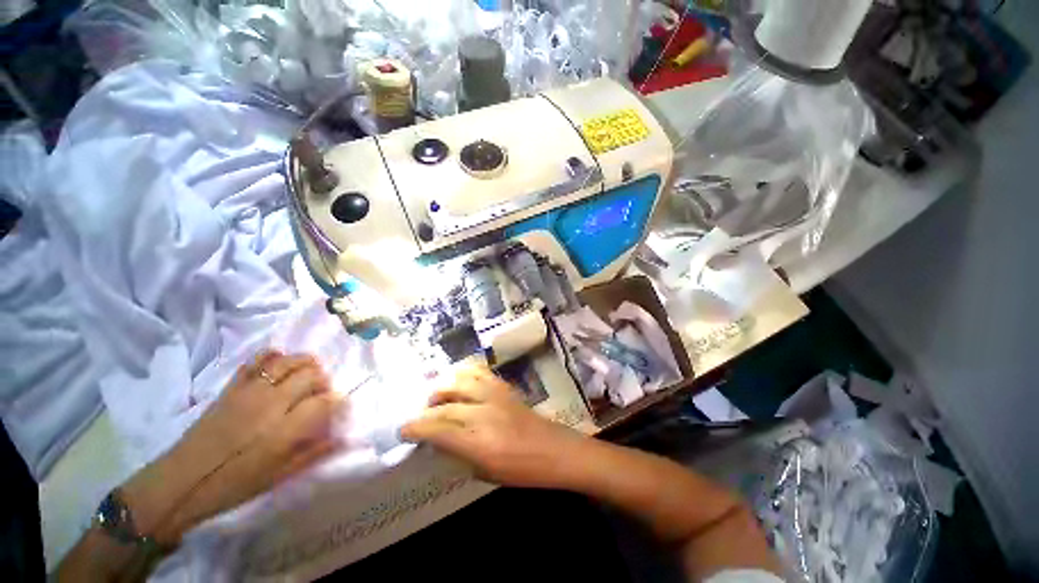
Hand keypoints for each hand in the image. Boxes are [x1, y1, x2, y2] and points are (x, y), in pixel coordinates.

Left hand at [121, 350, 345, 545]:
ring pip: (288, 362)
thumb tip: (342, 438)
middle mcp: (271, 405)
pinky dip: (273, 356)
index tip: (339, 406)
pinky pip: (257, 360)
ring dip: (305, 363)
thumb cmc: (234, 485)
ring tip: (308, 373)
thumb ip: (313, 454)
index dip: (338, 400)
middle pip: (310, 375)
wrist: (182, 482)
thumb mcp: (278, 477)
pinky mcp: (232, 387)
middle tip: (321, 392)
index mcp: (284, 431)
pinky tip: (280, 363)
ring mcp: (250, 392)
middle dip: (324, 381)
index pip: (324, 402)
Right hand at [401, 365, 587, 488]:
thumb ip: (459, 453)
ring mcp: (496, 396)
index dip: (416, 428)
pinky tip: (459, 381)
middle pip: (446, 405)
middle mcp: (485, 413)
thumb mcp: (486, 473)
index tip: (403, 429)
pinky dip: (465, 373)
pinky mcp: (505, 387)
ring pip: (461, 381)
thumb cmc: (522, 470)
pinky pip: (480, 372)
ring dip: (443, 387)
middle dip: (426, 410)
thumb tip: (439, 440)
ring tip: (437, 398)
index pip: (439, 429)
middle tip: (419, 417)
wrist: (555, 450)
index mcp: (480, 442)